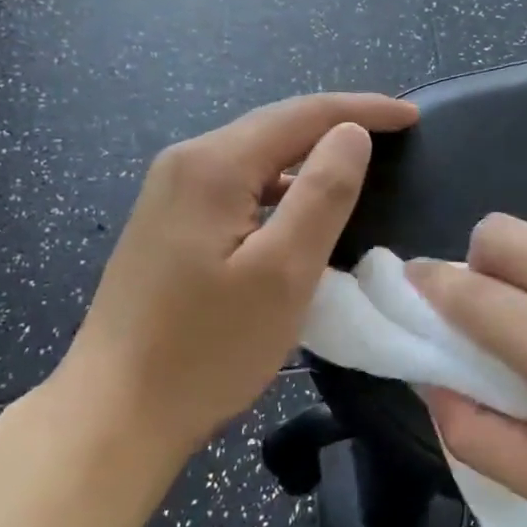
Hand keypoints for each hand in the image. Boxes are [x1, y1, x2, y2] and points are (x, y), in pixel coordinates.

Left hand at [56, 93, 418, 461]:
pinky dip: (281, 186)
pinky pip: (239, 186)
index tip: (412, 116)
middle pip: (276, 127)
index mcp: (214, 165)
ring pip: (257, 157)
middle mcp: (187, 164)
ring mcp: (171, 194)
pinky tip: (300, 210)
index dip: (364, 110)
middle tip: (395, 133)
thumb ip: (323, 193)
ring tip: (358, 165)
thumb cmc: (207, 348)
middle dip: (338, 124)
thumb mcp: (284, 272)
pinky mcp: (168, 225)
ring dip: (309, 155)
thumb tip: (352, 132)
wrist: (114, 415)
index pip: (303, 114)